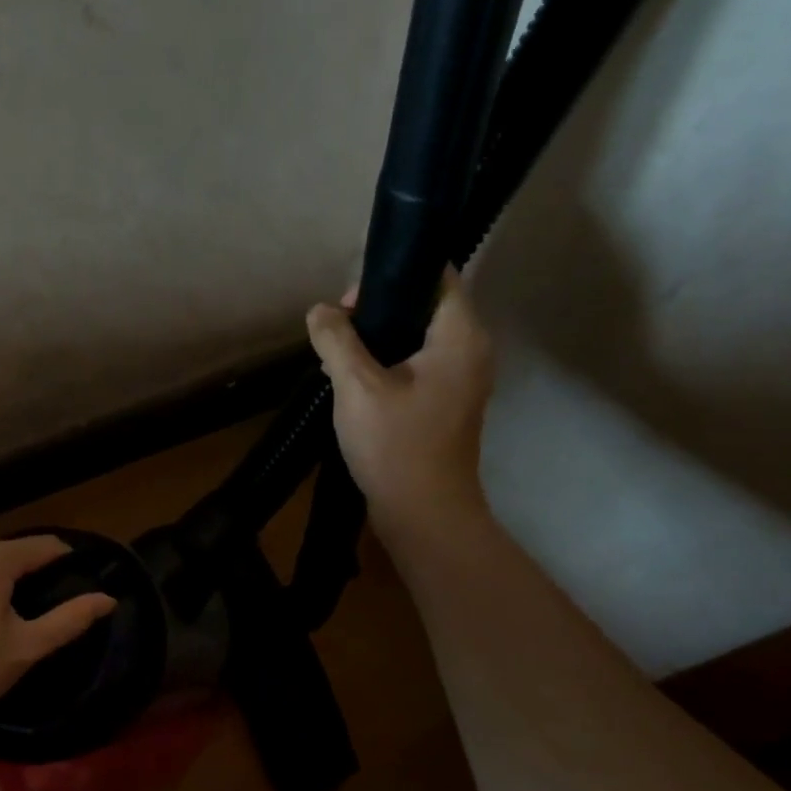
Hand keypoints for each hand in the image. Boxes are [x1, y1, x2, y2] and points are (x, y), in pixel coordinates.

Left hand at [0, 535, 117, 725]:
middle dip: (37, 573)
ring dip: (7, 584)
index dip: (69, 558)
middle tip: (55, 604)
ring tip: (22, 616)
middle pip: (14, 554)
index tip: (85, 578)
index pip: (44, 545)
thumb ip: (69, 620)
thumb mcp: (25, 648)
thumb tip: (107, 599)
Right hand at [305, 271, 494, 540]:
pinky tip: (352, 382)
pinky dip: (386, 365)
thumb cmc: (395, 444)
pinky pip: (416, 367)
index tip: (352, 297)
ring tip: (337, 353)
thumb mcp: (356, 386)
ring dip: (378, 340)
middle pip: (425, 307)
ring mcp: (460, 381)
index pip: (439, 277)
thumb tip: (320, 311)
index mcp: (460, 337)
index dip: (394, 277)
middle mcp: (470, 352)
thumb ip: (337, 340)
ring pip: (417, 340)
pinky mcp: (445, 405)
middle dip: (378, 310)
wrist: (423, 513)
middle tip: (336, 327)